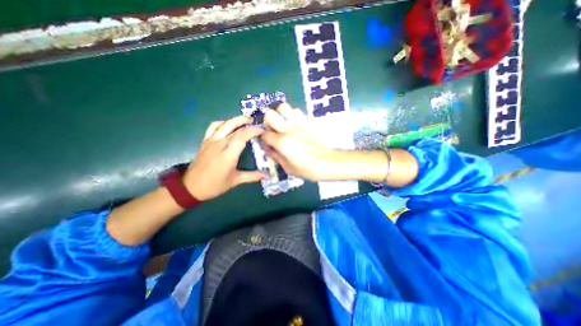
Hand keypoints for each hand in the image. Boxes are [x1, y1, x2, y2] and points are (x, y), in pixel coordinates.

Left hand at [183, 116, 264, 199]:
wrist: (191, 187)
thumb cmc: (215, 185)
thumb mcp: (235, 181)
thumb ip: (252, 176)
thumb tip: (267, 176)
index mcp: (228, 154)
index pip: (242, 136)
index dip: (253, 131)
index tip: (262, 131)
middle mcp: (220, 144)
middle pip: (234, 128)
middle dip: (246, 123)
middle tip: (255, 122)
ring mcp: (211, 141)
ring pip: (224, 124)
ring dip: (235, 120)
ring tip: (245, 121)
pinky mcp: (205, 141)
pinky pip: (213, 127)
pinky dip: (222, 123)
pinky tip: (227, 125)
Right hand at [263, 103, 346, 181]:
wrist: (328, 162)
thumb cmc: (307, 169)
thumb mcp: (287, 167)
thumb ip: (275, 155)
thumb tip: (267, 147)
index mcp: (282, 142)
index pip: (265, 134)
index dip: (264, 138)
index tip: (268, 143)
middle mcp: (288, 129)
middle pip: (270, 114)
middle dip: (268, 122)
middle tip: (273, 130)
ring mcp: (299, 123)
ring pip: (283, 107)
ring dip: (280, 115)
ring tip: (283, 124)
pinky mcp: (308, 121)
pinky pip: (297, 111)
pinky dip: (292, 115)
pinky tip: (295, 125)